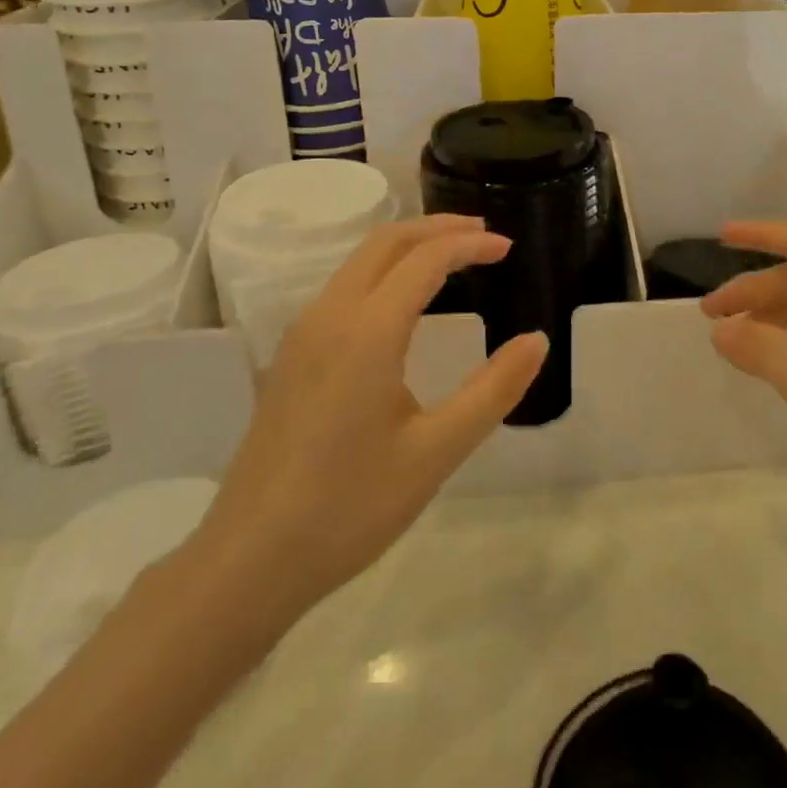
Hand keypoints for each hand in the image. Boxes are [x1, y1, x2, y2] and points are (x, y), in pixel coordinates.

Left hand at [184, 215, 546, 646]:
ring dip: (408, 246)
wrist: (249, 559)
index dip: (470, 245)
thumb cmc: (350, 507)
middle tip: (484, 235)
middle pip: (385, 242)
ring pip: (359, 261)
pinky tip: (405, 301)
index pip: (425, 259)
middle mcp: (329, 316)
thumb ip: (493, 390)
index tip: (508, 248)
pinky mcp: (290, 356)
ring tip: (452, 257)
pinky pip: (343, 287)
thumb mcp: (436, 452)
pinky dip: (384, 271)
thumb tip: (537, 340)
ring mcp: (302, 334)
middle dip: (438, 228)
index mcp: (367, 332)